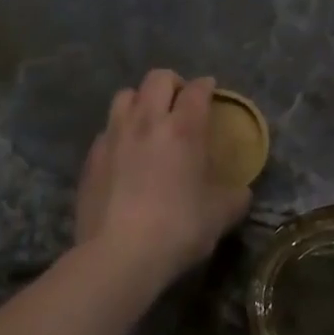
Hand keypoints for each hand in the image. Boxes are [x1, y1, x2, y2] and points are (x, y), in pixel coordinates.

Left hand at [75, 70, 251, 288]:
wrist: (118, 256)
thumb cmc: (178, 228)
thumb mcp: (221, 215)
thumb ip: (235, 197)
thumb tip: (242, 192)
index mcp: (184, 128)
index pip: (197, 89)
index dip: (206, 86)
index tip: (211, 92)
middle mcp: (147, 121)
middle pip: (157, 78)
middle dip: (173, 83)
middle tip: (180, 101)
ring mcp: (114, 136)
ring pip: (125, 96)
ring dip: (140, 101)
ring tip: (148, 120)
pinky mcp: (91, 158)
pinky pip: (107, 130)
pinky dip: (119, 133)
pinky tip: (125, 154)